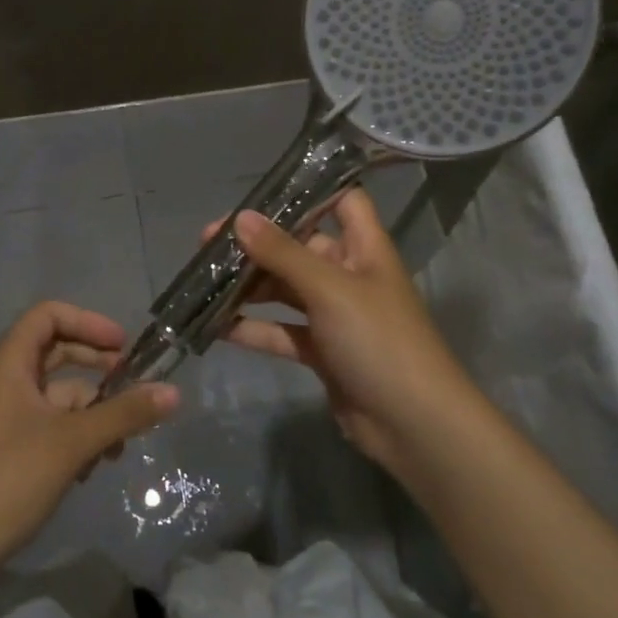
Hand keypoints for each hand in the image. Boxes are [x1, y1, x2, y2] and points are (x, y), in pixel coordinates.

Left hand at [0, 301, 178, 574]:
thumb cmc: (8, 478)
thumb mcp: (73, 442)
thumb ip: (124, 413)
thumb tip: (175, 392)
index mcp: (10, 364)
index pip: (48, 316)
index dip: (87, 322)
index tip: (122, 346)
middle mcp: (7, 382)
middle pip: (58, 353)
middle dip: (98, 368)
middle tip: (134, 386)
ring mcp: (9, 417)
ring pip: (61, 396)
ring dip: (94, 411)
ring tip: (120, 445)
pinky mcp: (13, 449)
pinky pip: (54, 425)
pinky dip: (79, 436)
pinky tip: (95, 467)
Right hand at [210, 189, 476, 479]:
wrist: (414, 426)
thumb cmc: (379, 341)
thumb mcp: (330, 289)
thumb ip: (283, 253)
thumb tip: (240, 218)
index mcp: (364, 248)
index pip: (342, 202)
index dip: (308, 191)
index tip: (261, 193)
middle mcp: (349, 275)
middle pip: (300, 247)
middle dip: (257, 244)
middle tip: (206, 245)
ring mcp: (335, 316)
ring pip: (285, 290)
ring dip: (249, 286)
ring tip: (202, 281)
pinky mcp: (322, 352)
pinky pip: (281, 331)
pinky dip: (253, 328)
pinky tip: (216, 326)